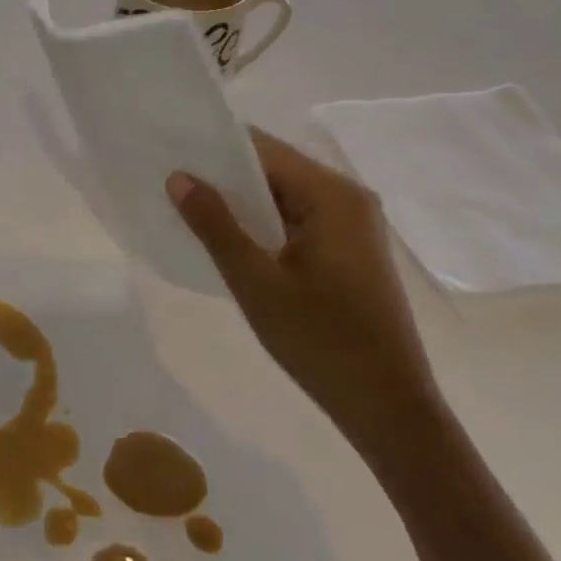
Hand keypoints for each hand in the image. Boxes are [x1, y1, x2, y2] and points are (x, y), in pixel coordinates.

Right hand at [167, 129, 441, 455]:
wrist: (391, 413)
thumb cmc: (323, 343)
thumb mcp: (256, 283)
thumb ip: (215, 225)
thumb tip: (178, 177)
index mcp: (332, 195)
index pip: (262, 149)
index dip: (214, 148)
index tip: (169, 151)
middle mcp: (348, 198)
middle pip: (274, 168)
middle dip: (223, 175)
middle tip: (169, 181)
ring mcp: (352, 225)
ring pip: (282, 196)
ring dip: (241, 203)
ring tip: (187, 206)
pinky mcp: (349, 250)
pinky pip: (295, 220)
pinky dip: (262, 224)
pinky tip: (228, 239)